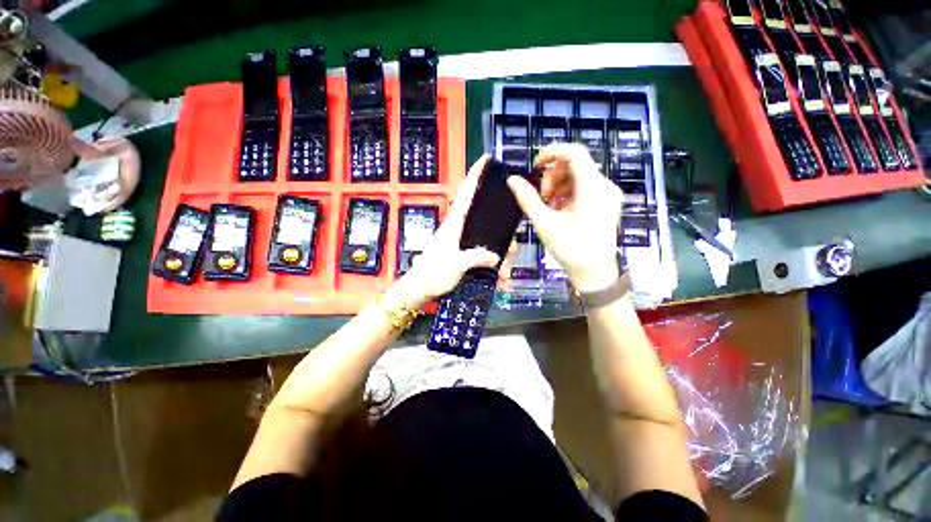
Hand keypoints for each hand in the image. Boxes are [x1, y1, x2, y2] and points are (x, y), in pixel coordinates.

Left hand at [385, 155, 499, 309]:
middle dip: (503, 235)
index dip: (475, 174)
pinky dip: (495, 266)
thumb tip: (496, 256)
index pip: (466, 192)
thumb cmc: (432, 274)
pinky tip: (500, 280)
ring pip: (491, 239)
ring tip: (505, 277)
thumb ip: (476, 257)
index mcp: (455, 223)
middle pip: (488, 220)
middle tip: (510, 253)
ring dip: (501, 257)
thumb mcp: (455, 265)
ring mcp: (464, 241)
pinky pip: (486, 253)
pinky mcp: (466, 253)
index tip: (486, 159)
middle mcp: (461, 228)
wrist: (420, 289)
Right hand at [507, 143, 621, 292]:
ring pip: (579, 175)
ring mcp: (608, 194)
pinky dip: (569, 192)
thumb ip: (527, 199)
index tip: (535, 166)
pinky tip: (560, 209)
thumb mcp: (545, 223)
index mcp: (592, 188)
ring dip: (559, 185)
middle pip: (575, 164)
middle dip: (553, 175)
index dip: (552, 152)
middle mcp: (605, 186)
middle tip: (542, 197)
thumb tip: (512, 179)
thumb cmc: (570, 249)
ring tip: (549, 206)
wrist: (595, 272)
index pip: (575, 152)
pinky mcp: (607, 202)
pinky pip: (585, 187)